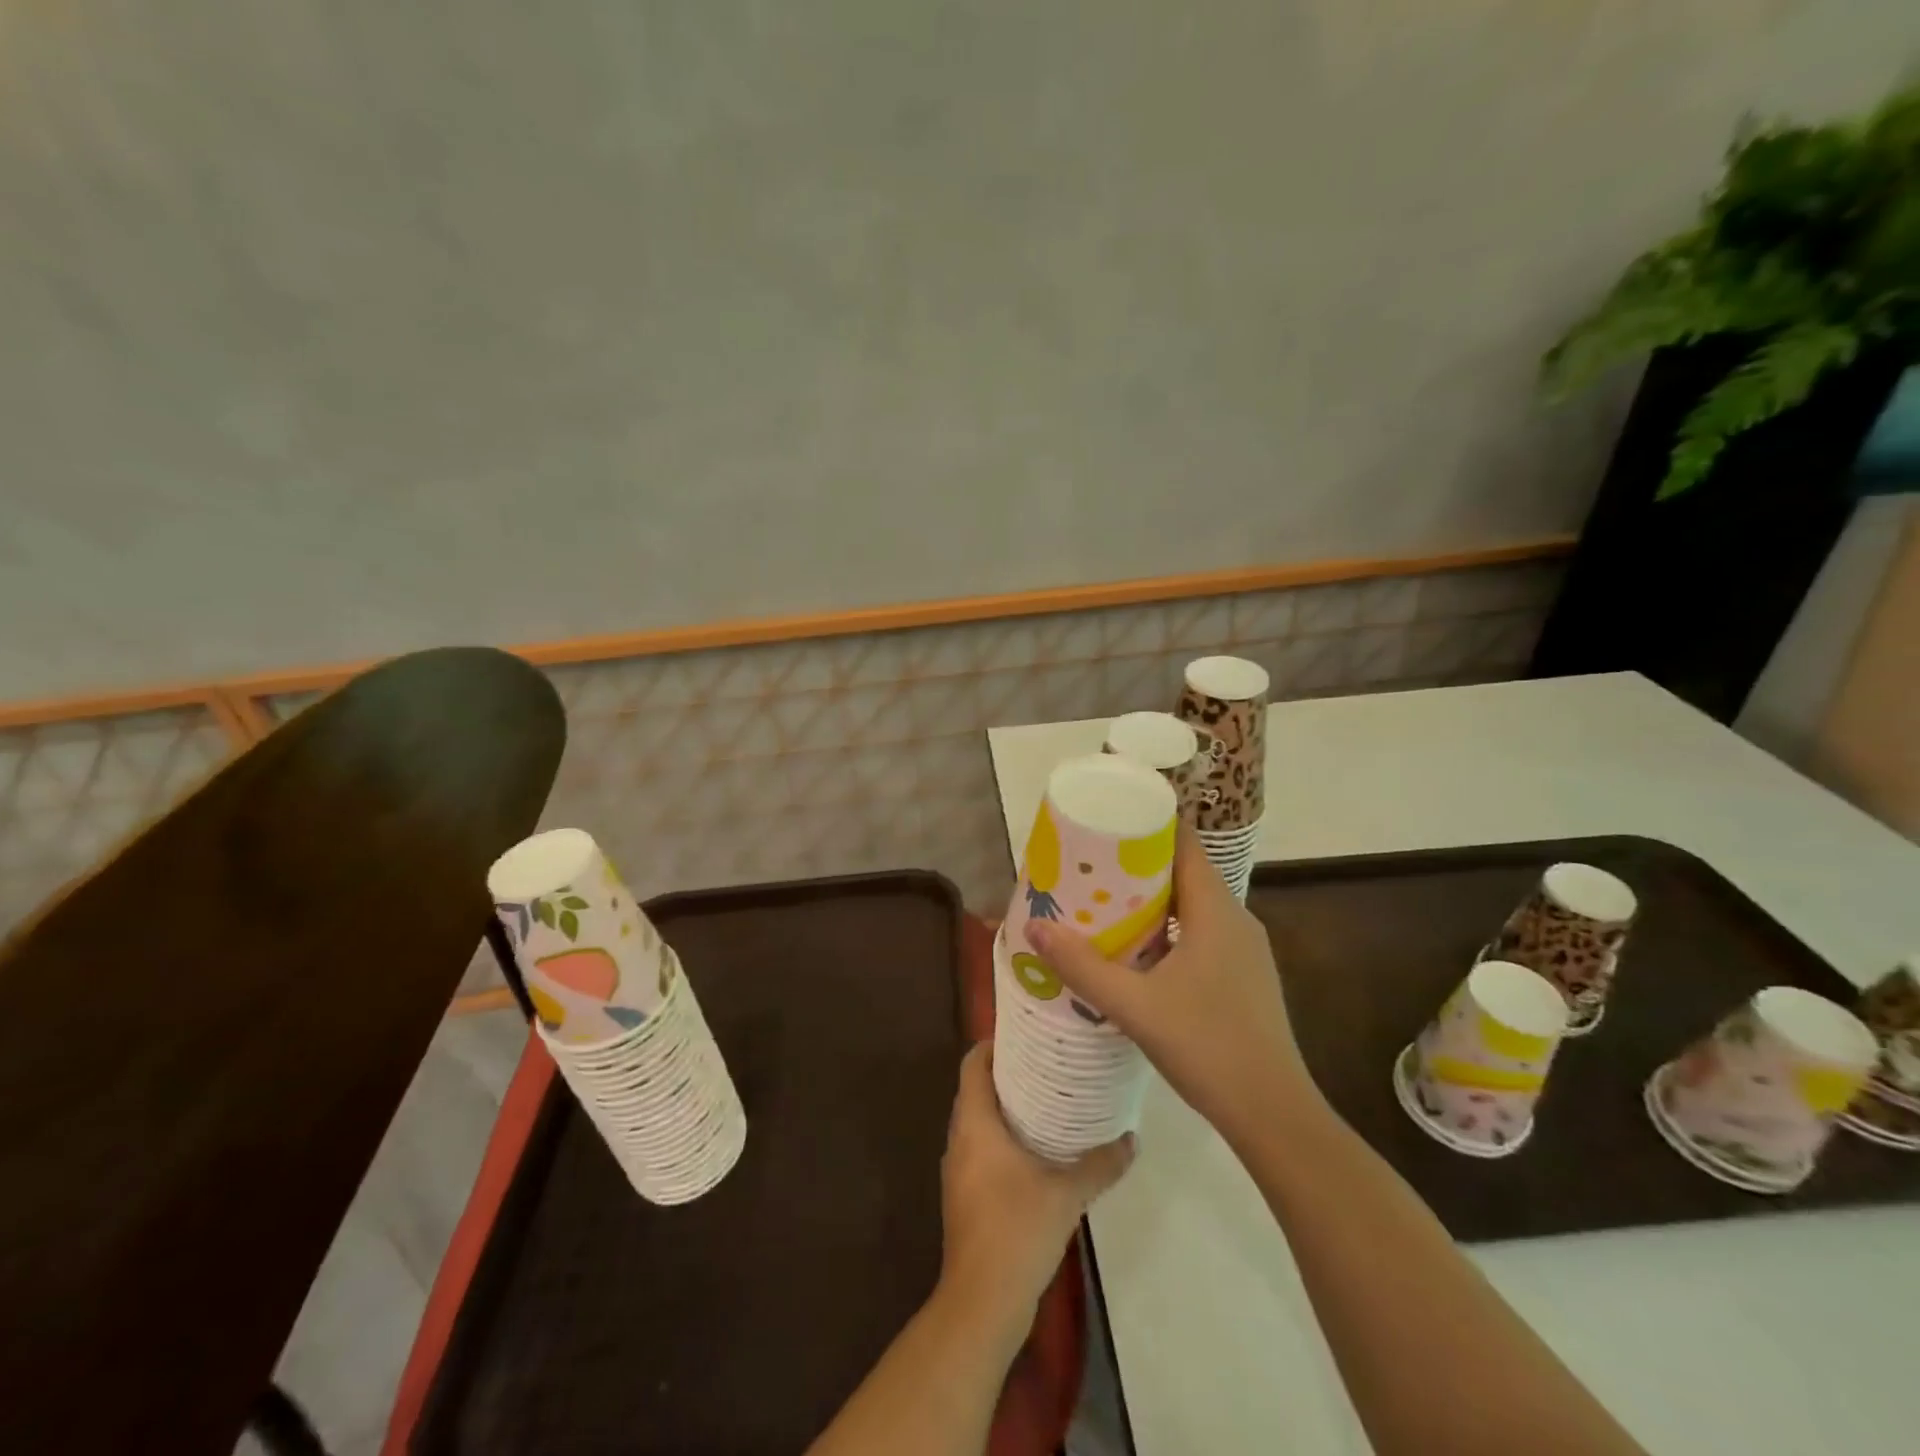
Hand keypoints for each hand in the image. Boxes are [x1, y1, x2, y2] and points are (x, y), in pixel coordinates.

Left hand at [938, 1043, 1134, 1321]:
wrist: (982, 1301)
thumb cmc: (1017, 1230)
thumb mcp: (1067, 1194)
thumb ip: (1100, 1164)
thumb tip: (1131, 1139)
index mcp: (975, 1123)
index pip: (973, 1064)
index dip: (993, 1044)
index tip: (1025, 1035)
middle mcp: (959, 1138)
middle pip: (976, 1089)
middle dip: (1006, 1074)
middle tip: (1046, 1063)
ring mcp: (958, 1169)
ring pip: (978, 1121)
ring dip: (1005, 1107)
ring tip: (1046, 1099)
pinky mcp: (965, 1195)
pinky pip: (980, 1148)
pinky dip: (1001, 1137)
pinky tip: (1036, 1149)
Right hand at [1028, 829, 1320, 1151]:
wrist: (1274, 1115)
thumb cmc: (1207, 1047)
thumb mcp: (1134, 1006)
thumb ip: (1082, 966)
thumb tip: (1035, 927)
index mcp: (1216, 910)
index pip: (1184, 843)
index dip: (1148, 824)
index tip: (1107, 819)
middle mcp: (1236, 919)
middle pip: (1184, 871)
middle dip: (1137, 864)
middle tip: (1090, 865)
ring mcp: (1244, 950)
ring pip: (1192, 906)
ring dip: (1151, 900)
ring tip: (1104, 903)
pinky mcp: (1243, 977)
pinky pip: (1201, 933)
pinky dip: (1167, 929)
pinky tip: (1136, 952)